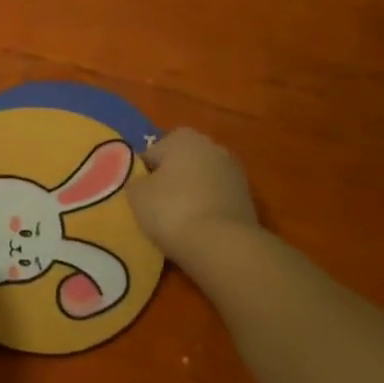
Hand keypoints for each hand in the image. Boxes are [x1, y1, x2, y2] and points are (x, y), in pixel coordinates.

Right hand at [131, 129, 260, 260]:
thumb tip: (144, 182)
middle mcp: (212, 146)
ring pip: (200, 181)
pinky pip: (216, 199)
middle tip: (156, 206)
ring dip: (190, 194)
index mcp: (183, 137)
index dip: (142, 175)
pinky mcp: (248, 198)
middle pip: (180, 163)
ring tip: (178, 221)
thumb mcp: (135, 193)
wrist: (221, 245)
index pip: (152, 153)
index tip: (139, 196)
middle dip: (170, 180)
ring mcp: (235, 172)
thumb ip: (136, 180)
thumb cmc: (171, 210)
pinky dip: (207, 209)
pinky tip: (198, 229)